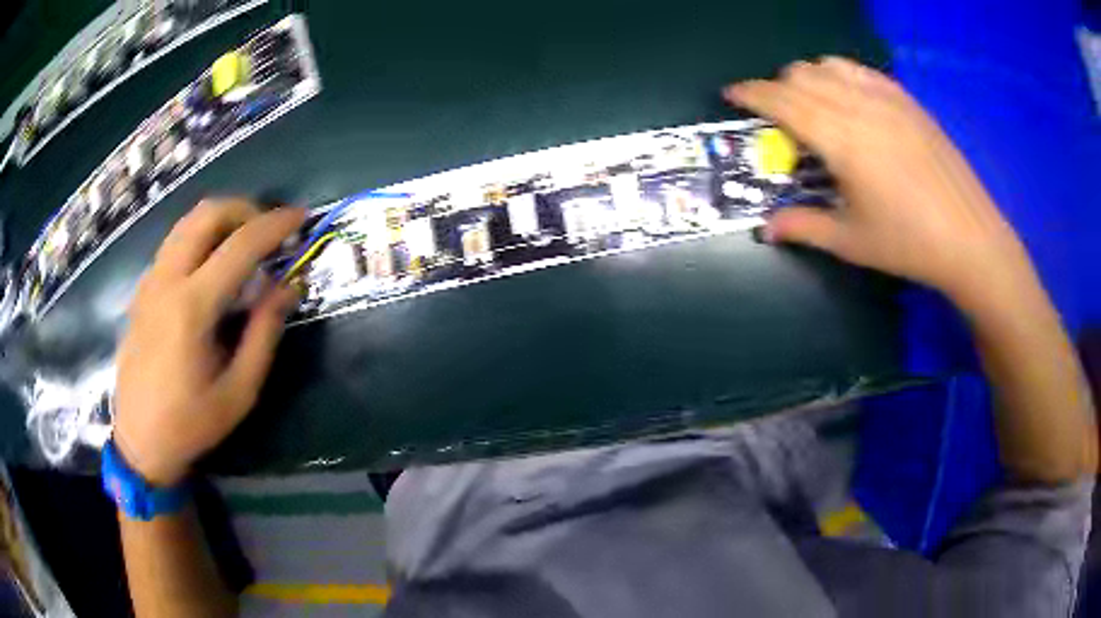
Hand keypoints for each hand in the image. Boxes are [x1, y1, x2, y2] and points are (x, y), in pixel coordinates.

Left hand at [114, 199, 303, 485]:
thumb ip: (264, 333)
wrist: (139, 441)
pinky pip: (173, 245)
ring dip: (220, 220)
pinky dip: (200, 239)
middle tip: (267, 230)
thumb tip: (288, 286)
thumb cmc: (191, 423)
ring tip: (243, 243)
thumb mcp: (239, 390)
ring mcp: (150, 282)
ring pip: (186, 223)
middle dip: (244, 209)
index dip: (275, 225)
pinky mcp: (142, 291)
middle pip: (206, 214)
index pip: (240, 245)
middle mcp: (166, 281)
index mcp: (192, 307)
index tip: (300, 218)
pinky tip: (210, 270)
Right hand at [725, 57, 1035, 309]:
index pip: (781, 99)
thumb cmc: (909, 243)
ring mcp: (887, 97)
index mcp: (841, 139)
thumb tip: (765, 229)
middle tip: (775, 115)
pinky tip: (848, 99)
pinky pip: (861, 70)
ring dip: (807, 77)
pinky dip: (840, 75)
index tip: (731, 94)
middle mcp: (859, 105)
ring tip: (810, 103)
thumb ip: (803, 226)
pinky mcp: (907, 100)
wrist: (970, 239)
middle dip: (776, 87)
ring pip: (829, 65)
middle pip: (801, 75)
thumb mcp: (851, 241)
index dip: (750, 93)